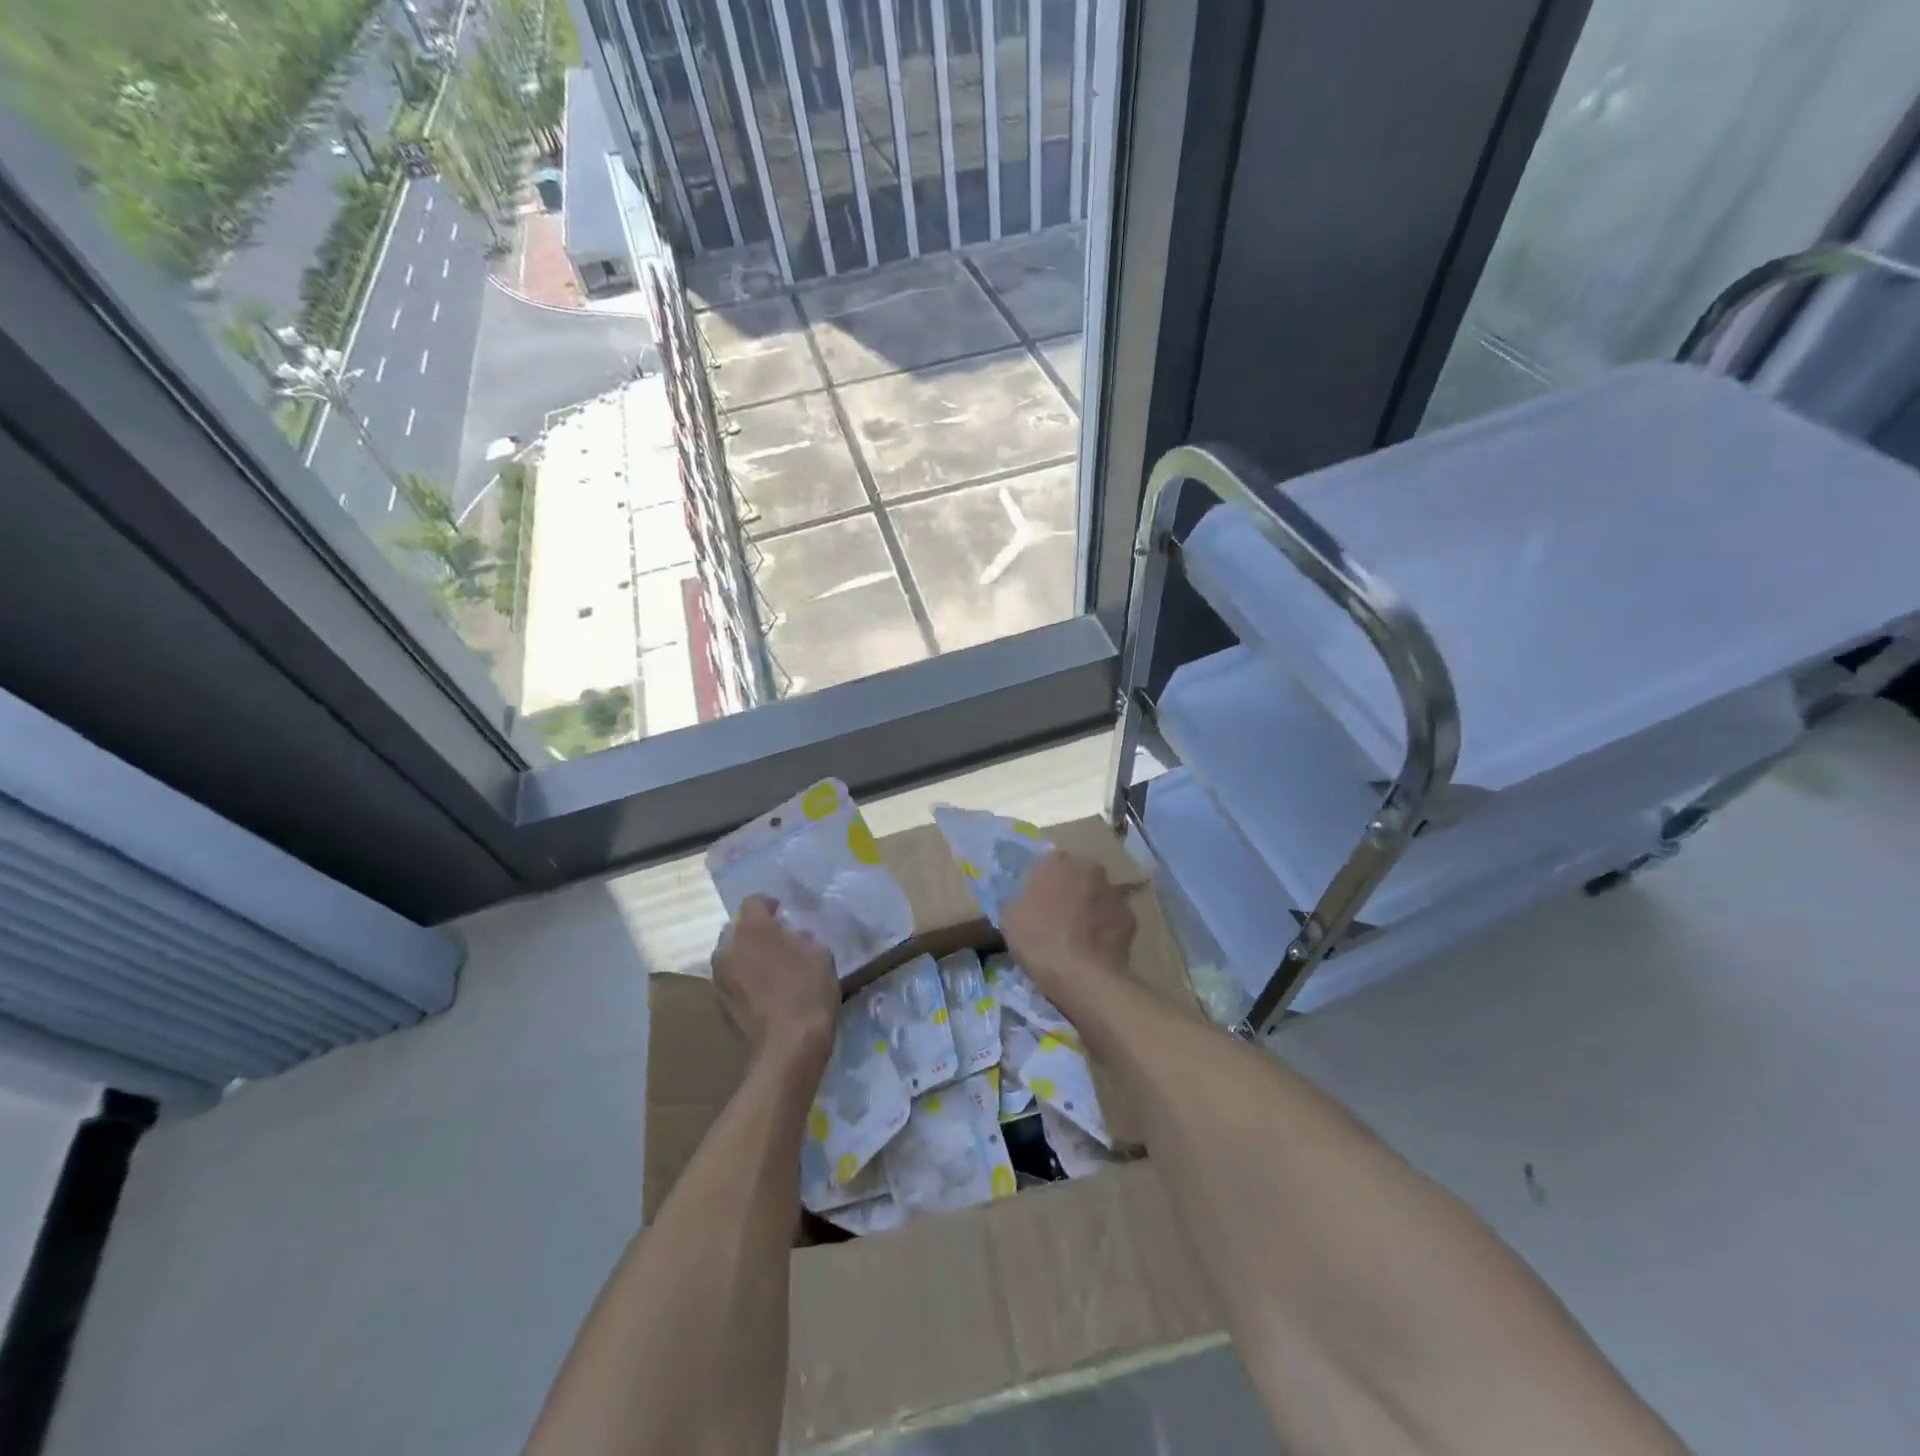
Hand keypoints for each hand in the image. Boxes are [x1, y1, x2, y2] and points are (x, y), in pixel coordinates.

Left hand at [711, 896, 837, 1068]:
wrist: (787, 1048)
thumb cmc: (808, 992)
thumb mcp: (820, 955)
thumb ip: (803, 938)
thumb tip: (794, 936)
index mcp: (752, 929)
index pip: (753, 902)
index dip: (769, 904)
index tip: (783, 912)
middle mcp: (728, 948)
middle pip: (736, 928)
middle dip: (753, 929)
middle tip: (776, 938)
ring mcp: (720, 978)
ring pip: (731, 955)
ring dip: (747, 954)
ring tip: (770, 965)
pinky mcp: (720, 1004)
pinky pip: (732, 979)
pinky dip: (745, 977)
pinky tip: (764, 989)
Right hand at [1002, 851, 1134, 1010]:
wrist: (1082, 977)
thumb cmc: (1039, 940)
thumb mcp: (1008, 917)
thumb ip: (1018, 898)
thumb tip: (1025, 899)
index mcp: (1057, 862)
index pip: (1047, 864)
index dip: (1041, 883)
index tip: (1034, 903)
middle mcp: (1090, 869)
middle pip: (1076, 876)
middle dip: (1068, 890)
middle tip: (1056, 917)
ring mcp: (1114, 893)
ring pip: (1097, 896)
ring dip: (1089, 908)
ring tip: (1077, 936)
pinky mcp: (1131, 918)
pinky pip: (1112, 919)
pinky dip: (1105, 928)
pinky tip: (1095, 949)